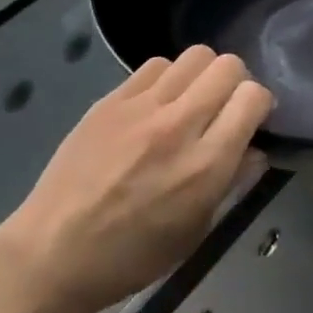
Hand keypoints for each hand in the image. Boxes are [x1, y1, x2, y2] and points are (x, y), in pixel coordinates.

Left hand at [0, 46, 272, 312]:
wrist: (52, 253)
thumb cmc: (132, 256)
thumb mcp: (196, 231)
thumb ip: (232, 182)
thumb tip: (255, 149)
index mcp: (206, 165)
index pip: (253, 97)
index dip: (260, 105)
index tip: (252, 120)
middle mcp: (178, 125)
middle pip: (227, 66)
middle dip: (236, 83)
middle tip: (224, 107)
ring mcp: (141, 107)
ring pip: (195, 55)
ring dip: (202, 75)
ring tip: (190, 101)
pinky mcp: (110, 100)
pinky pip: (155, 65)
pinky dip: (168, 78)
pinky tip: (157, 104)